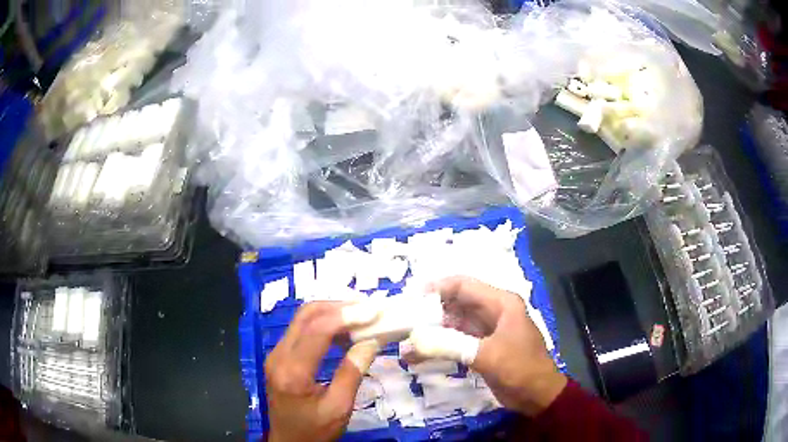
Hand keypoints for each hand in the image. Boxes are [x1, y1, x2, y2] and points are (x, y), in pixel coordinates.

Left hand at [265, 302, 379, 441]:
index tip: (374, 311)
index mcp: (293, 372)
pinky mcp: (279, 357)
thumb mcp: (338, 408)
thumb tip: (370, 341)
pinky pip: (300, 331)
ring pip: (302, 319)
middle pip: (306, 316)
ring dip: (331, 313)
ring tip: (360, 316)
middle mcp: (279, 356)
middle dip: (338, 307)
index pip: (317, 331)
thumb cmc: (315, 430)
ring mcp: (276, 354)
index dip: (347, 316)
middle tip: (367, 308)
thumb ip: (352, 373)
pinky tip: (343, 332)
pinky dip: (323, 325)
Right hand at [407, 276, 566, 416]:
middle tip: (401, 322)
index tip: (409, 299)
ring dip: (430, 332)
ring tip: (404, 342)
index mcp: (500, 303)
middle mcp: (492, 312)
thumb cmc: (520, 369)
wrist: (538, 396)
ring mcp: (486, 331)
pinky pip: (455, 341)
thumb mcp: (487, 355)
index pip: (463, 285)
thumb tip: (413, 340)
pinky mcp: (481, 348)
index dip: (435, 288)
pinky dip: (438, 346)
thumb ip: (450, 345)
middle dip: (428, 312)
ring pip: (453, 324)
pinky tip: (417, 356)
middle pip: (455, 303)